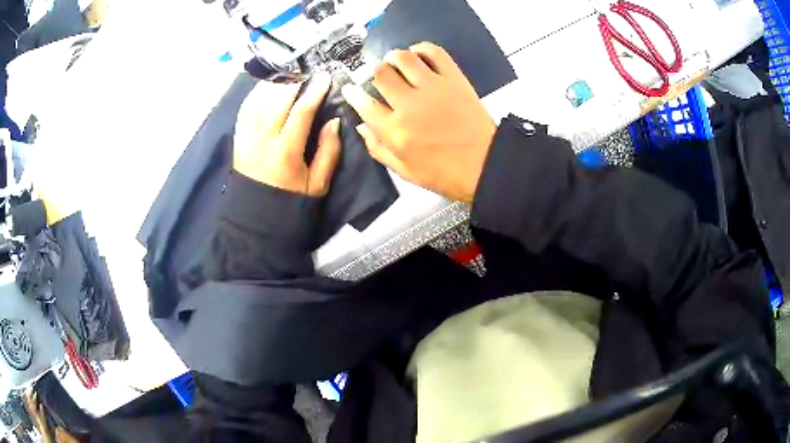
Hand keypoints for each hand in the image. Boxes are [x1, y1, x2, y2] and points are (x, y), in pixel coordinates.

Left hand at [234, 72, 340, 196]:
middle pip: (278, 99)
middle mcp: (263, 139)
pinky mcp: (238, 138)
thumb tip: (334, 121)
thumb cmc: (290, 202)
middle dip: (295, 81)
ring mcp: (246, 137)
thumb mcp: (318, 184)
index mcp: (285, 151)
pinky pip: (245, 108)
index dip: (314, 91)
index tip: (325, 77)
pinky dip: (257, 93)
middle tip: (308, 72)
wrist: (256, 219)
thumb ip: (328, 151)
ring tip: (290, 75)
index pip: (301, 111)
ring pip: (260, 99)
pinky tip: (268, 87)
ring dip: (276, 84)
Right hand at [341, 42, 495, 201]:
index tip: (350, 88)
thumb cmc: (444, 173)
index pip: (364, 103)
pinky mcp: (454, 79)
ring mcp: (433, 88)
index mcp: (395, 131)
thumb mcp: (405, 171)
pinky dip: (422, 48)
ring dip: (393, 57)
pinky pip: (434, 52)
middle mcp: (409, 105)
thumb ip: (378, 148)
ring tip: (395, 62)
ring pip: (402, 57)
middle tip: (378, 76)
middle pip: (380, 74)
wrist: (485, 165)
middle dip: (373, 72)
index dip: (353, 93)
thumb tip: (360, 125)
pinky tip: (418, 55)